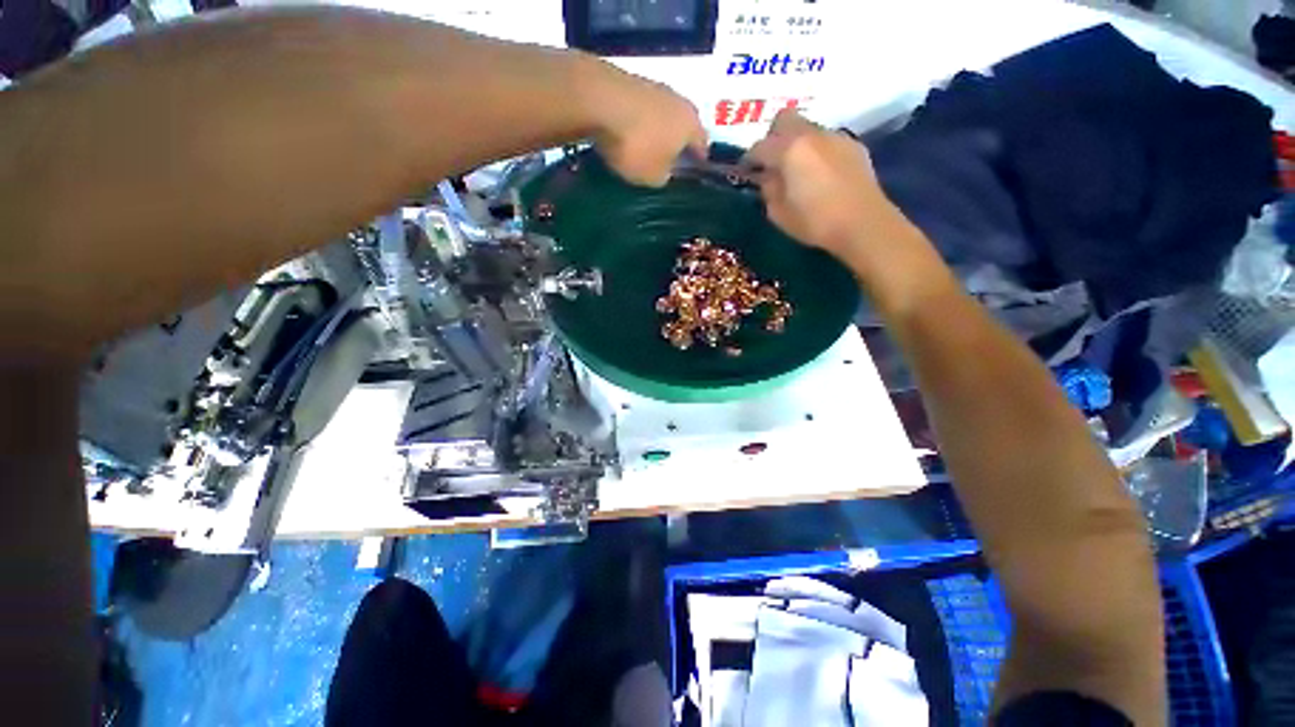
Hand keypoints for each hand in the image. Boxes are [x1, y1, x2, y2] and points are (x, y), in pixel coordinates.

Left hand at [587, 65, 707, 186]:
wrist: (598, 100)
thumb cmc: (636, 145)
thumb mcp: (653, 176)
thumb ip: (665, 175)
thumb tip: (666, 170)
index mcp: (692, 125)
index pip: (703, 146)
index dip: (697, 162)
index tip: (689, 173)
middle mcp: (680, 101)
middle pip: (684, 126)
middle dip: (677, 142)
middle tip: (667, 160)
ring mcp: (655, 87)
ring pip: (663, 114)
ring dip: (656, 129)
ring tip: (644, 147)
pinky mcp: (631, 80)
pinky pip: (641, 108)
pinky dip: (637, 120)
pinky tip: (626, 132)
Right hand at [746, 109, 957, 317]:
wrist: (863, 223)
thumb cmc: (815, 221)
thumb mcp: (779, 213)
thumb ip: (768, 189)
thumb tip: (766, 177)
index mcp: (789, 150)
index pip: (759, 147)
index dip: (748, 160)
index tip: (746, 172)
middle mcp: (812, 134)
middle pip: (784, 120)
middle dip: (773, 137)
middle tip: (771, 162)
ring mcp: (835, 136)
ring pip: (807, 128)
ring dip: (796, 143)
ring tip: (797, 169)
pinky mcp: (853, 145)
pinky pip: (826, 140)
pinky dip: (817, 150)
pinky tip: (820, 173)